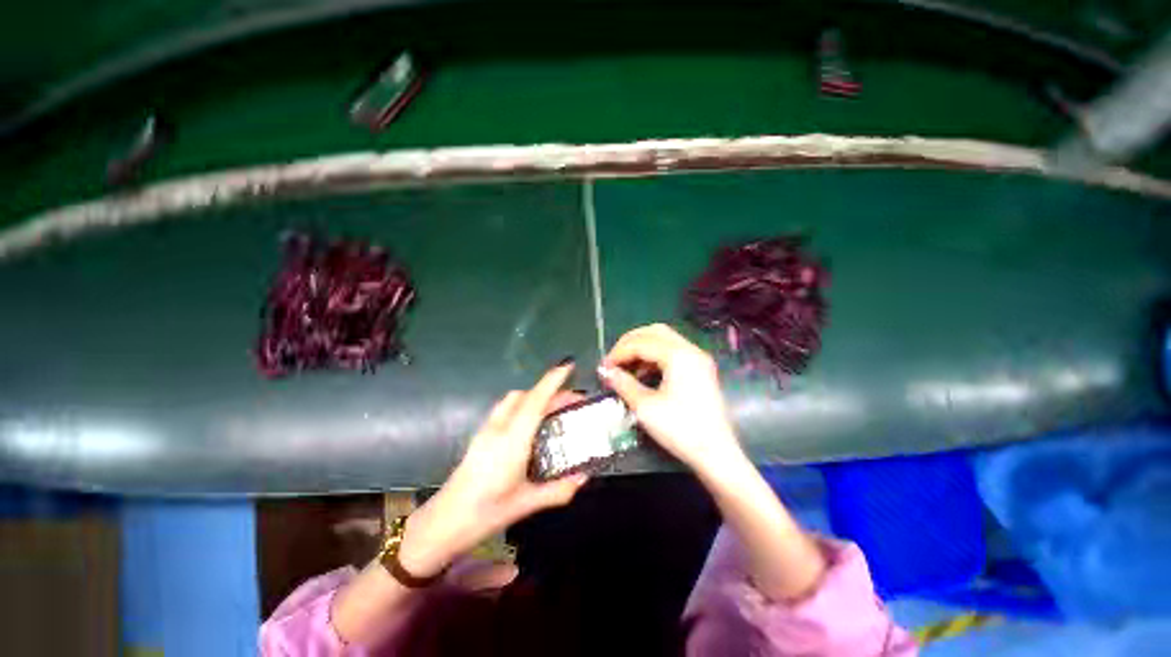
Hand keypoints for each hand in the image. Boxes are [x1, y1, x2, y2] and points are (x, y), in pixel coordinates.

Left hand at [398, 363, 587, 576]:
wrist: (443, 523)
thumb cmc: (486, 513)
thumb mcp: (527, 504)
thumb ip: (559, 489)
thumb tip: (585, 476)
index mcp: (512, 441)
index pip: (535, 402)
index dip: (552, 381)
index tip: (568, 366)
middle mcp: (499, 428)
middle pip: (526, 396)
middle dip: (550, 390)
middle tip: (573, 401)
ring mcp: (487, 430)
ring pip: (514, 400)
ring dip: (535, 396)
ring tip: (554, 410)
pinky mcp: (481, 435)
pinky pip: (506, 408)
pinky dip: (524, 405)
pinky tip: (531, 424)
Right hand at [599, 324, 742, 472]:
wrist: (717, 453)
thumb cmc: (680, 429)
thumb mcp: (645, 407)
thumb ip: (623, 383)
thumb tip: (605, 372)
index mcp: (679, 355)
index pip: (641, 343)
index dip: (618, 353)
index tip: (603, 368)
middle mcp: (690, 350)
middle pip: (654, 332)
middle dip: (630, 342)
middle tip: (613, 360)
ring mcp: (698, 358)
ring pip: (665, 339)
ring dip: (642, 348)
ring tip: (626, 367)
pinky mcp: (701, 369)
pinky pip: (673, 351)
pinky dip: (655, 356)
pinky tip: (644, 373)